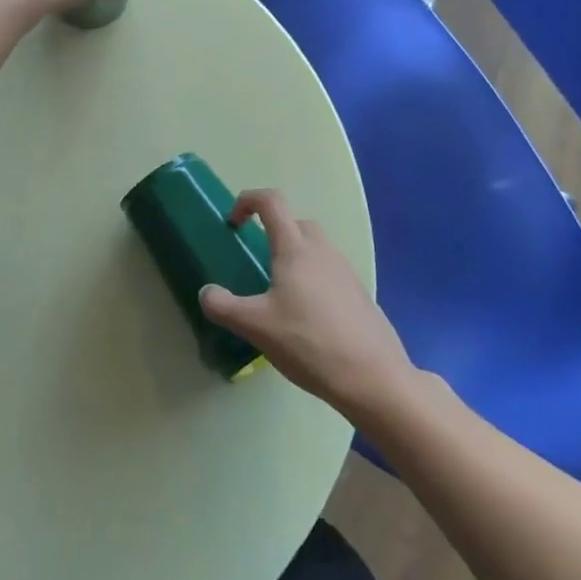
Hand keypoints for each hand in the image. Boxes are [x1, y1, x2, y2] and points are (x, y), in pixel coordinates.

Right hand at [199, 189, 415, 419]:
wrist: (374, 377)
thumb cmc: (310, 343)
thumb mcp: (256, 327)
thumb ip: (223, 307)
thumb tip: (206, 293)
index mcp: (295, 249)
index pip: (271, 202)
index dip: (247, 201)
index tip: (233, 224)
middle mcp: (322, 251)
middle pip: (295, 222)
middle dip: (272, 230)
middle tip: (256, 261)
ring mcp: (345, 271)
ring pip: (315, 247)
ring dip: (294, 256)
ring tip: (278, 292)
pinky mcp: (358, 294)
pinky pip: (329, 271)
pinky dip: (312, 279)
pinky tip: (305, 316)